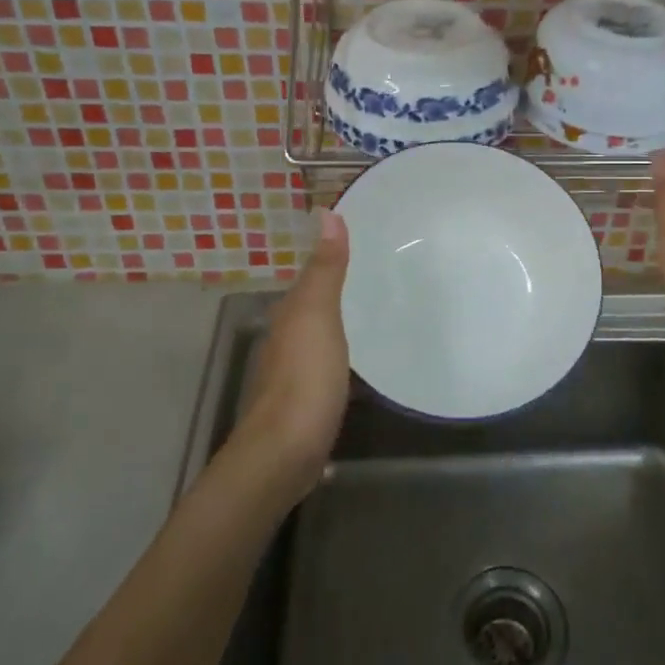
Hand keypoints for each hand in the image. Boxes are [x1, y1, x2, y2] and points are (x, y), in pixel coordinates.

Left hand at [235, 209, 351, 502]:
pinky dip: (339, 364)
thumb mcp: (318, 315)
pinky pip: (325, 373)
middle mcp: (284, 342)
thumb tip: (326, 212)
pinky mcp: (305, 407)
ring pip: (317, 342)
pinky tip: (359, 371)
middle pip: (312, 310)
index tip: (364, 248)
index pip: (310, 278)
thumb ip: (325, 269)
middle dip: (337, 296)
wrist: (285, 453)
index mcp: (289, 316)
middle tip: (379, 281)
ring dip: (336, 331)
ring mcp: (293, 377)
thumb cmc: (304, 377)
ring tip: (374, 321)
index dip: (331, 262)